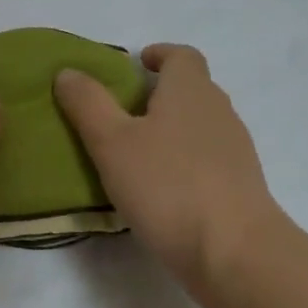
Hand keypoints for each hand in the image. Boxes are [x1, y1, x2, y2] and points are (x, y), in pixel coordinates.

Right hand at [53, 43, 285, 289]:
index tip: (136, 64)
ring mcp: (234, 151)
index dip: (159, 54)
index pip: (181, 56)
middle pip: (192, 89)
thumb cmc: (167, 186)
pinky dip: (182, 159)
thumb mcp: (111, 142)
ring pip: (198, 124)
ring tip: (134, 150)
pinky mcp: (239, 186)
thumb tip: (68, 72)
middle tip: (120, 110)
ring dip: (170, 127)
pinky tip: (158, 186)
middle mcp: (219, 112)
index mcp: (190, 91)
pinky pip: (206, 157)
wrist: (234, 253)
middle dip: (159, 92)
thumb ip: (87, 103)